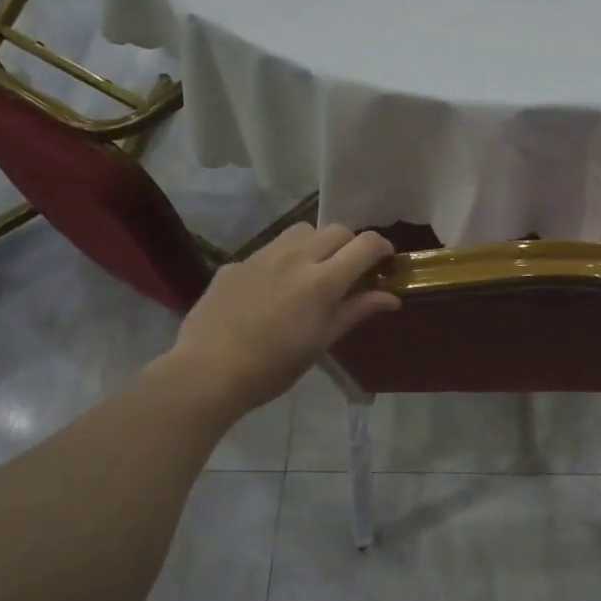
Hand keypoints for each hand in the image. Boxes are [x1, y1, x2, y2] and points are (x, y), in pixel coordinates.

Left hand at [146, 223, 399, 420]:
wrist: (208, 370)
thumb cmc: (275, 366)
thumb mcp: (323, 341)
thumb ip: (357, 311)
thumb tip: (391, 297)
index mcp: (322, 280)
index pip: (365, 244)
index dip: (382, 249)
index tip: (385, 263)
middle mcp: (295, 257)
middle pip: (336, 230)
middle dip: (350, 245)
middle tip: (350, 273)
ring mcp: (262, 256)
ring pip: (301, 231)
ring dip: (317, 244)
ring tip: (312, 272)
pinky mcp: (236, 264)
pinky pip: (269, 249)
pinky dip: (283, 260)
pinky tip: (272, 291)